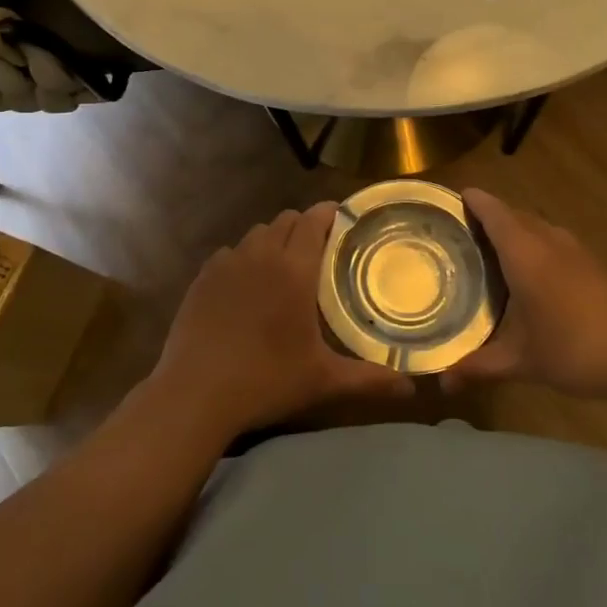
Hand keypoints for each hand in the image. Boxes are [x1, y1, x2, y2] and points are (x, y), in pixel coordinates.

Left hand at [149, 203, 415, 442]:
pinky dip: (243, 259)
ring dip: (274, 240)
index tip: (343, 218)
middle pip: (286, 220)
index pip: (313, 220)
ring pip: (256, 234)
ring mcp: (227, 263)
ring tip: (283, 266)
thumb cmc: (266, 380)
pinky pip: (229, 253)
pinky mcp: (202, 277)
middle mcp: (261, 254)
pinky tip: (246, 286)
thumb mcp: (323, 380)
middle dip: (304, 225)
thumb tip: (410, 389)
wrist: (196, 393)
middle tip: (319, 249)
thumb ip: (368, 379)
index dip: (329, 213)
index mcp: (294, 269)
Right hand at [445, 188, 606, 401]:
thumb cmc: (575, 348)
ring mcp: (576, 251)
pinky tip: (536, 278)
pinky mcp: (596, 265)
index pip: (492, 211)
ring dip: (517, 232)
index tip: (451, 198)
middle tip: (463, 234)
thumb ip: (480, 367)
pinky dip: (538, 248)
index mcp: (524, 252)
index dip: (472, 201)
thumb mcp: (522, 362)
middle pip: (514, 216)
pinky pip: (556, 243)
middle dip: (490, 218)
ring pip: (538, 228)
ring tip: (495, 254)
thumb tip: (441, 384)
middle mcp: (548, 241)